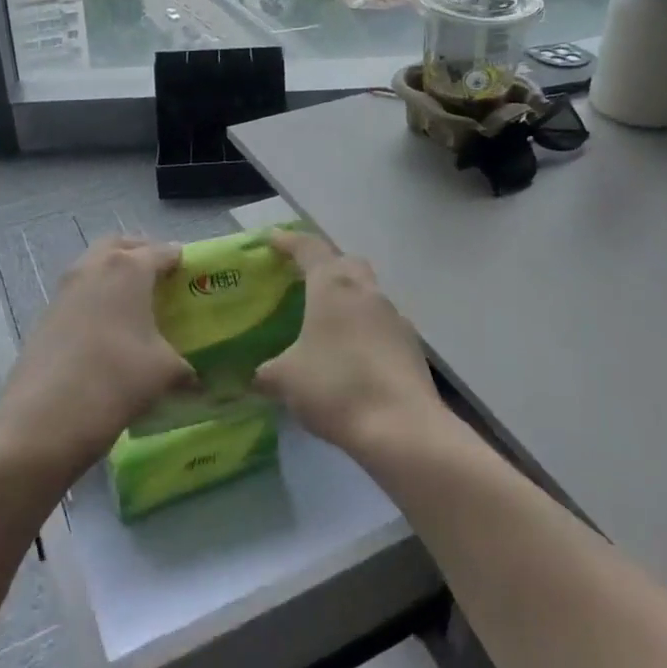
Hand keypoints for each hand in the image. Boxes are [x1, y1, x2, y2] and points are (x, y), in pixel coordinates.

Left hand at [0, 236, 194, 477]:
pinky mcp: (46, 314)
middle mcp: (95, 266)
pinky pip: (79, 292)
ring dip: (115, 275)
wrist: (43, 419)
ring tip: (135, 306)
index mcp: (129, 268)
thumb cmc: (116, 380)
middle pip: (122, 245)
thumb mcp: (164, 373)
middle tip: (161, 279)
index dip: (182, 261)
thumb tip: (196, 380)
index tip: (195, 277)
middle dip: (142, 254)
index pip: (164, 251)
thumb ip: (185, 368)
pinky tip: (109, 331)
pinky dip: (96, 298)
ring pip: (95, 265)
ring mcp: (65, 288)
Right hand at [253, 230, 443, 455]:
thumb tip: (256, 376)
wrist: (402, 426)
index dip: (288, 241)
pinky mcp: (410, 345)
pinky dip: (363, 329)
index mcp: (333, 286)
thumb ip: (266, 372)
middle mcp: (366, 291)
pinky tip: (350, 355)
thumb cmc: (336, 387)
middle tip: (302, 280)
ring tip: (325, 323)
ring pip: (367, 293)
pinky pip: (381, 324)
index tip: (272, 241)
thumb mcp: (286, 380)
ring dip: (347, 299)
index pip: (309, 248)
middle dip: (325, 265)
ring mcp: (394, 316)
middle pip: (346, 263)